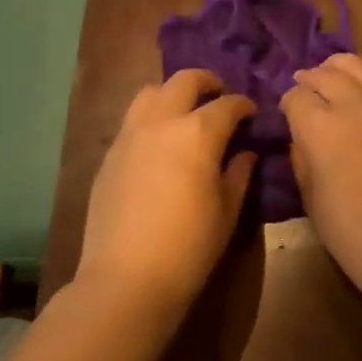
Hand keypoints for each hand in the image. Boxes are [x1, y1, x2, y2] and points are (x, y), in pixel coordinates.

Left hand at [77, 70, 257, 317]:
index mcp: (198, 133)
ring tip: (185, 113)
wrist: (127, 280)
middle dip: (207, 82)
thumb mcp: (227, 210)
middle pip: (184, 81)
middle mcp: (161, 122)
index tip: (252, 114)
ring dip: (172, 94)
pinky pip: (132, 121)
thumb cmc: (189, 246)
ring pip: (150, 92)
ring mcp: (129, 136)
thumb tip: (245, 153)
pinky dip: (151, 119)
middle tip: (220, 97)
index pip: (228, 104)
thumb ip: (239, 173)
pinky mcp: (109, 155)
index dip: (244, 105)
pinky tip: (160, 144)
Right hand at [283, 54, 361, 287]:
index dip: (287, 104)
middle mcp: (356, 106)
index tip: (286, 114)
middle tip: (303, 89)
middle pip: (326, 73)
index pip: (297, 96)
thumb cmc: (352, 232)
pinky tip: (359, 102)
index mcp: (324, 127)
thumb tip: (301, 137)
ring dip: (337, 70)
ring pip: (358, 66)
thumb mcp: (311, 197)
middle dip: (309, 79)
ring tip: (329, 81)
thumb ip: (302, 158)